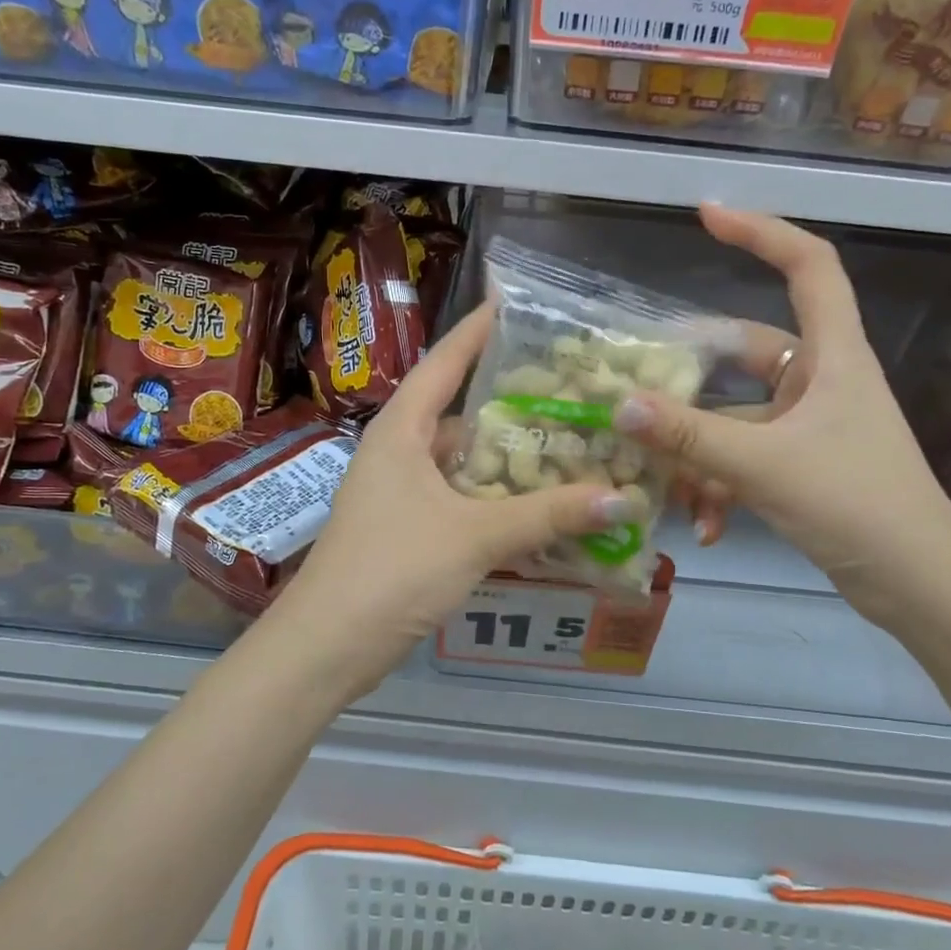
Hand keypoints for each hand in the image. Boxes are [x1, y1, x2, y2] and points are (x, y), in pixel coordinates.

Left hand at [271, 304, 644, 698]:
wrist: (328, 645)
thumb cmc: (393, 569)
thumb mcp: (475, 536)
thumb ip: (547, 515)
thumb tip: (622, 499)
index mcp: (400, 431)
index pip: (442, 363)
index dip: (476, 332)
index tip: (512, 304)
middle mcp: (397, 452)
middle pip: (457, 412)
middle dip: (508, 399)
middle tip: (567, 385)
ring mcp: (399, 493)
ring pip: (462, 461)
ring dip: (506, 456)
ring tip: (565, 440)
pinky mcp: (407, 530)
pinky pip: (460, 498)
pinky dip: (495, 498)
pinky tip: (536, 504)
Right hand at [615, 204, 950, 626]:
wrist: (919, 588)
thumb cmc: (857, 506)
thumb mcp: (764, 466)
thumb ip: (689, 437)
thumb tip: (618, 405)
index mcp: (833, 357)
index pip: (808, 266)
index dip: (761, 231)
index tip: (706, 215)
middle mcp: (820, 381)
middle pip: (747, 351)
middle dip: (693, 374)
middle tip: (639, 381)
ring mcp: (809, 426)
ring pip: (735, 417)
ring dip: (699, 452)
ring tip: (668, 488)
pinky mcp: (800, 466)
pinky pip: (743, 459)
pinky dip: (719, 486)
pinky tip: (705, 529)